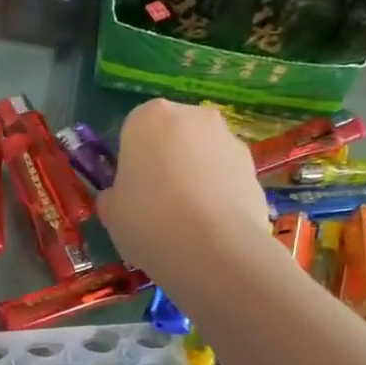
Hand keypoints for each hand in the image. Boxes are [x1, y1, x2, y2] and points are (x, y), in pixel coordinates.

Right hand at [96, 100, 271, 288]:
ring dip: (195, 177)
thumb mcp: (111, 213)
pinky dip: (219, 195)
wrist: (213, 248)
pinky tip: (212, 228)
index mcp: (148, 117)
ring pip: (203, 155)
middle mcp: (192, 116)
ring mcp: (229, 138)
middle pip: (172, 136)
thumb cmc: (148, 220)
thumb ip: (113, 196)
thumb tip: (119, 197)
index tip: (130, 191)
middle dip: (166, 162)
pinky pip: (226, 177)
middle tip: (158, 204)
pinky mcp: (254, 167)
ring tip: (188, 222)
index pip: (132, 130)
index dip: (130, 162)